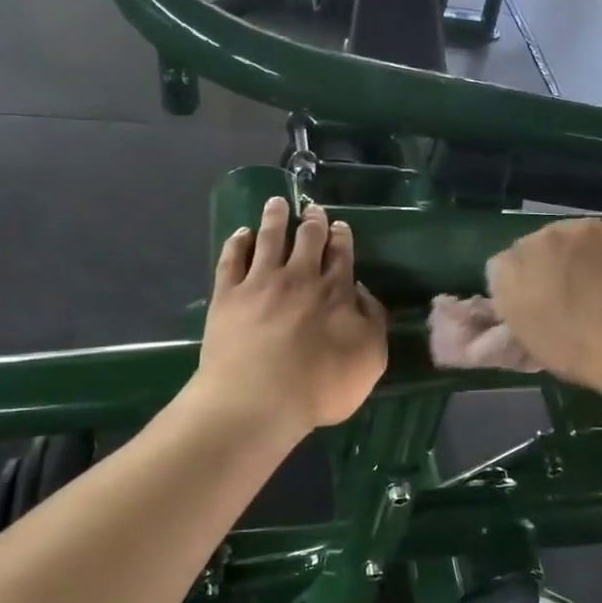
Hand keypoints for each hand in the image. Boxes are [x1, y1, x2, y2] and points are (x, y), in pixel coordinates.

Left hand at [195, 197, 388, 436]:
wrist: (258, 400)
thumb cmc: (321, 387)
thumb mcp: (371, 359)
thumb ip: (373, 321)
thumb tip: (363, 294)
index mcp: (336, 292)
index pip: (342, 255)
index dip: (342, 238)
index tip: (341, 226)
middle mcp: (299, 277)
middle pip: (308, 239)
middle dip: (313, 221)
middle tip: (314, 210)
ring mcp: (260, 283)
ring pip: (270, 238)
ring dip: (275, 218)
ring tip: (276, 203)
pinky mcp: (228, 295)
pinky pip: (232, 259)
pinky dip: (238, 242)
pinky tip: (241, 233)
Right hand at [486, 219, 601, 400]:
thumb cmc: (579, 352)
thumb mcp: (526, 335)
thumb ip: (508, 298)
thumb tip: (509, 278)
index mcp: (525, 255)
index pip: (510, 262)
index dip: (523, 286)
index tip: (537, 307)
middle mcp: (562, 231)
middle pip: (551, 244)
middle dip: (556, 265)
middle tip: (572, 301)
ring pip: (591, 242)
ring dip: (592, 260)